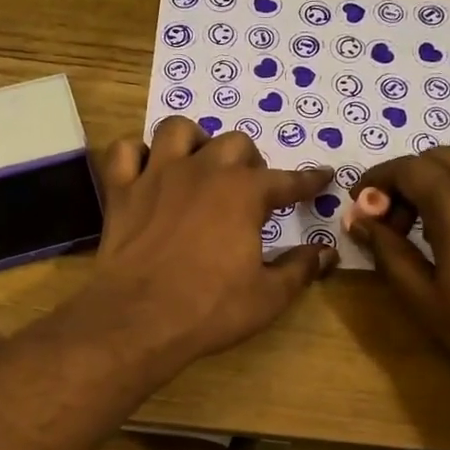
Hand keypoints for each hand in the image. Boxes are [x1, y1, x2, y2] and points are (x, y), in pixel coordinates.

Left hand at [73, 118, 337, 371]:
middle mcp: (203, 170)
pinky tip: (146, 171)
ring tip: (199, 165)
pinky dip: (136, 155)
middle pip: (234, 144)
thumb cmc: (210, 309)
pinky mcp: (121, 191)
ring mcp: (157, 175)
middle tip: (250, 189)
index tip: (322, 177)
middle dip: (249, 162)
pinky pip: (125, 151)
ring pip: (178, 130)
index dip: (308, 180)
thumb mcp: (268, 297)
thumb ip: (300, 269)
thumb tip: (327, 252)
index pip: (287, 180)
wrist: (139, 320)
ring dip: (194, 142)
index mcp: (244, 193)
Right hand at [350, 148, 449, 391]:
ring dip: (437, 184)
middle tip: (390, 222)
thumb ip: (387, 251)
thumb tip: (358, 220)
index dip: (376, 181)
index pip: (406, 168)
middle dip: (405, 180)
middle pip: (436, 158)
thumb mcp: (424, 297)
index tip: (359, 205)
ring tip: (426, 231)